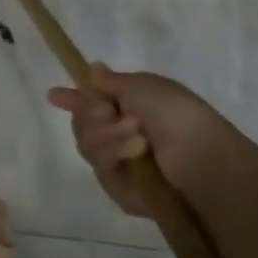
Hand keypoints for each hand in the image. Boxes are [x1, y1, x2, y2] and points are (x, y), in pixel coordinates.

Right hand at [47, 63, 234, 218]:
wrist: (203, 159)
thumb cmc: (179, 115)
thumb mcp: (145, 86)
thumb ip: (110, 81)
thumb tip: (92, 68)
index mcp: (130, 110)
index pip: (92, 103)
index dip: (73, 98)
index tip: (54, 95)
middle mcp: (120, 136)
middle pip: (81, 122)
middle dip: (91, 113)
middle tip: (111, 111)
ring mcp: (119, 164)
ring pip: (86, 143)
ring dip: (107, 134)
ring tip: (137, 135)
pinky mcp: (118, 189)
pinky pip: (98, 166)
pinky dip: (114, 153)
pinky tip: (137, 152)